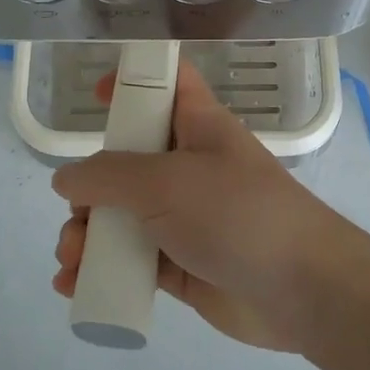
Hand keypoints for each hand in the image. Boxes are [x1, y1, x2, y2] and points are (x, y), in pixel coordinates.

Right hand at [50, 62, 369, 353]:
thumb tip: (67, 179)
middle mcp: (190, 168)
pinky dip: (103, 270)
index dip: (134, 79)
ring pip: (124, 216)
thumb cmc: (236, 213)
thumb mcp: (167, 181)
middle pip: (128, 161)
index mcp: (198, 127)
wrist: (302, 290)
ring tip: (72, 260)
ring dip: (89, 235)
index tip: (95, 95)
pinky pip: (132, 260)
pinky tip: (74, 284)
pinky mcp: (182, 265)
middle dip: (90, 188)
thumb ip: (108, 176)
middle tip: (76, 216)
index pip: (168, 84)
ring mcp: (186, 218)